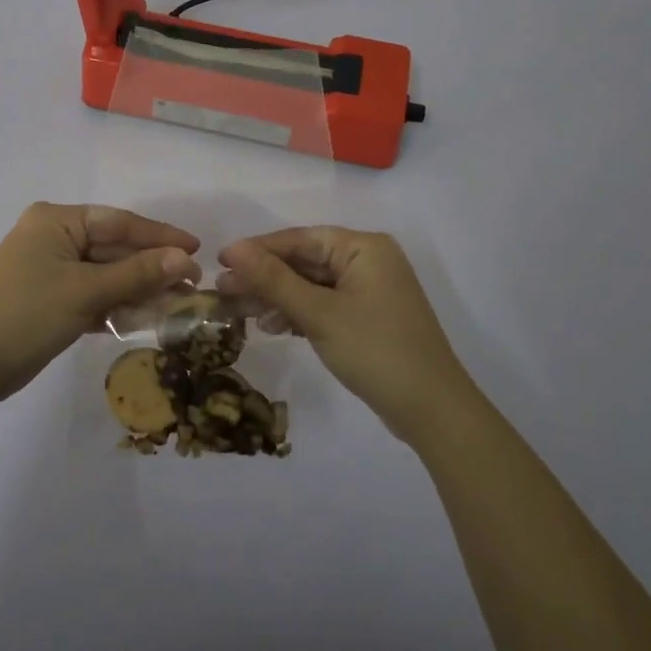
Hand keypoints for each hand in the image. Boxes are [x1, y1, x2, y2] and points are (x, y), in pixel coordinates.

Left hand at [0, 203, 200, 405]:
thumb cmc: (26, 313)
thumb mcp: (85, 291)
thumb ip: (137, 274)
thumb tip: (185, 259)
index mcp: (57, 221)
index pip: (119, 222)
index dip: (160, 236)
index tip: (197, 249)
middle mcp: (54, 239)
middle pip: (114, 249)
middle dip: (152, 268)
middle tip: (193, 285)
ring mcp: (50, 271)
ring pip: (106, 275)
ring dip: (138, 291)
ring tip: (178, 305)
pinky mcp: (50, 300)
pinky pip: (92, 296)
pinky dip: (116, 307)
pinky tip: (146, 319)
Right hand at [216, 227, 470, 444]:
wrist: (431, 411)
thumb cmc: (376, 351)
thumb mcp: (319, 314)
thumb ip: (274, 280)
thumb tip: (233, 248)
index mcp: (363, 247)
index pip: (299, 239)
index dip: (257, 250)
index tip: (219, 262)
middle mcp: (367, 260)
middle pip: (303, 261)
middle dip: (263, 277)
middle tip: (222, 292)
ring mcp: (368, 290)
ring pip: (310, 284)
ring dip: (276, 297)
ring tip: (239, 312)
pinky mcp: (366, 317)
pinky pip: (323, 304)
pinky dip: (297, 313)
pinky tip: (271, 326)